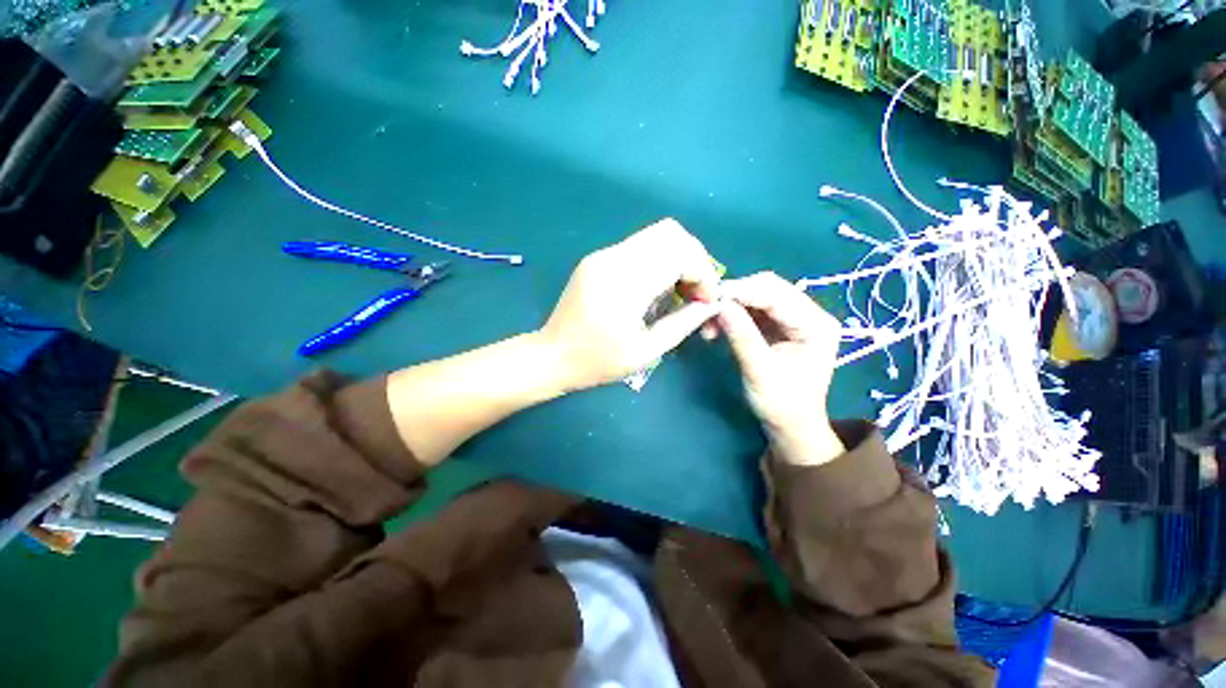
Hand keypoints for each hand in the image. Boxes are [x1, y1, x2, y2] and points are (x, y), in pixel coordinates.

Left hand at [539, 219, 720, 390]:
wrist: (553, 356)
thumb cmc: (598, 361)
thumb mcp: (646, 351)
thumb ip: (683, 324)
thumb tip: (711, 305)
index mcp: (625, 282)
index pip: (679, 253)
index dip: (703, 273)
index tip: (706, 302)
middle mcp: (613, 258)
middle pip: (670, 233)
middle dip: (695, 260)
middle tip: (696, 293)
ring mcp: (603, 255)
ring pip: (656, 236)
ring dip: (678, 259)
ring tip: (680, 292)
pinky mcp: (599, 259)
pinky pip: (640, 247)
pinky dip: (660, 261)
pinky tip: (659, 289)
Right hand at [715, 272, 844, 464]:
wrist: (791, 426)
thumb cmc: (782, 405)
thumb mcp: (760, 372)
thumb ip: (742, 336)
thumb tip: (719, 305)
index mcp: (816, 324)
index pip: (777, 293)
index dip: (742, 290)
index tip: (711, 297)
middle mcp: (809, 314)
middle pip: (768, 289)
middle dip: (735, 296)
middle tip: (707, 309)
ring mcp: (793, 319)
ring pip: (757, 296)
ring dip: (731, 306)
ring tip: (709, 323)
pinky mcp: (778, 326)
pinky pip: (752, 309)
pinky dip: (732, 314)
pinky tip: (717, 326)